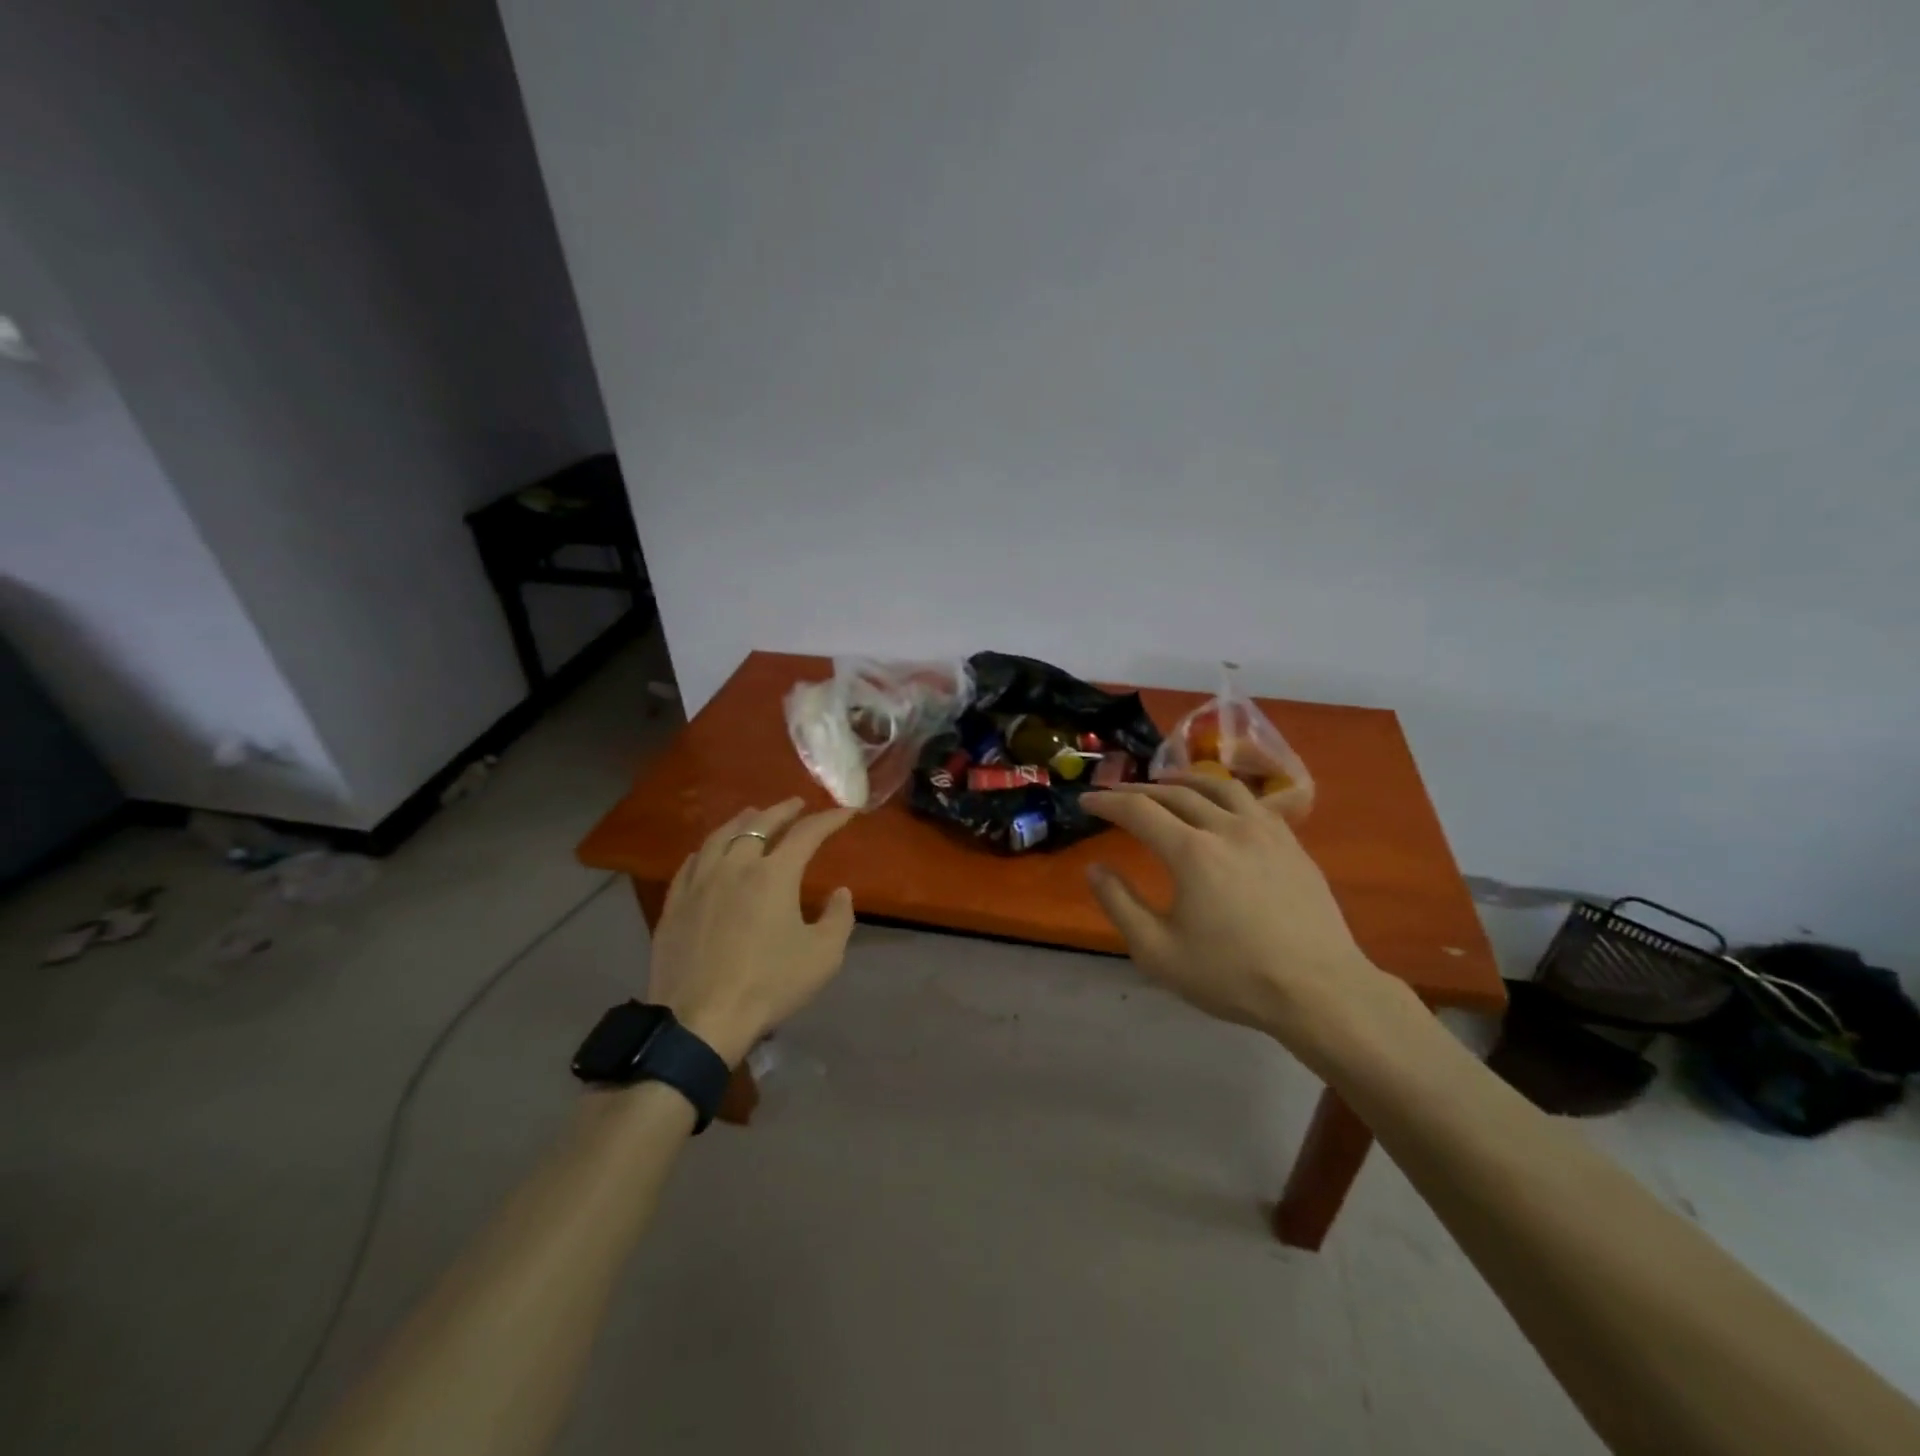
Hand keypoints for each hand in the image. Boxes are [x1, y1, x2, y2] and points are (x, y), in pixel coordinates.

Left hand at [646, 799, 856, 1065]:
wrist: (700, 1020)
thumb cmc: (769, 985)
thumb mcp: (823, 956)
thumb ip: (838, 918)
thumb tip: (839, 892)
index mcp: (774, 875)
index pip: (807, 834)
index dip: (829, 819)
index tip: (846, 812)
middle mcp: (735, 866)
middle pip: (759, 824)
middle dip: (783, 810)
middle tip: (797, 804)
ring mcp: (700, 883)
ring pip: (720, 836)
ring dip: (743, 821)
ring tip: (753, 815)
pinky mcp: (676, 904)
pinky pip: (692, 862)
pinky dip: (709, 848)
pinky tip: (711, 851)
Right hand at [1083, 776, 1410, 1061]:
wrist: (1320, 991)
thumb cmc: (1233, 976)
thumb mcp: (1158, 952)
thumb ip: (1119, 905)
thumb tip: (1095, 869)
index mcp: (1191, 852)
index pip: (1138, 810)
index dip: (1107, 801)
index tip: (1085, 800)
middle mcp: (1227, 828)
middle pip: (1175, 793)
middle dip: (1138, 789)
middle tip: (1116, 794)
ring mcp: (1266, 832)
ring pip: (1219, 786)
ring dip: (1184, 780)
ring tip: (1166, 784)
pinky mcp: (1292, 844)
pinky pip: (1252, 802)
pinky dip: (1224, 794)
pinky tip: (1222, 806)